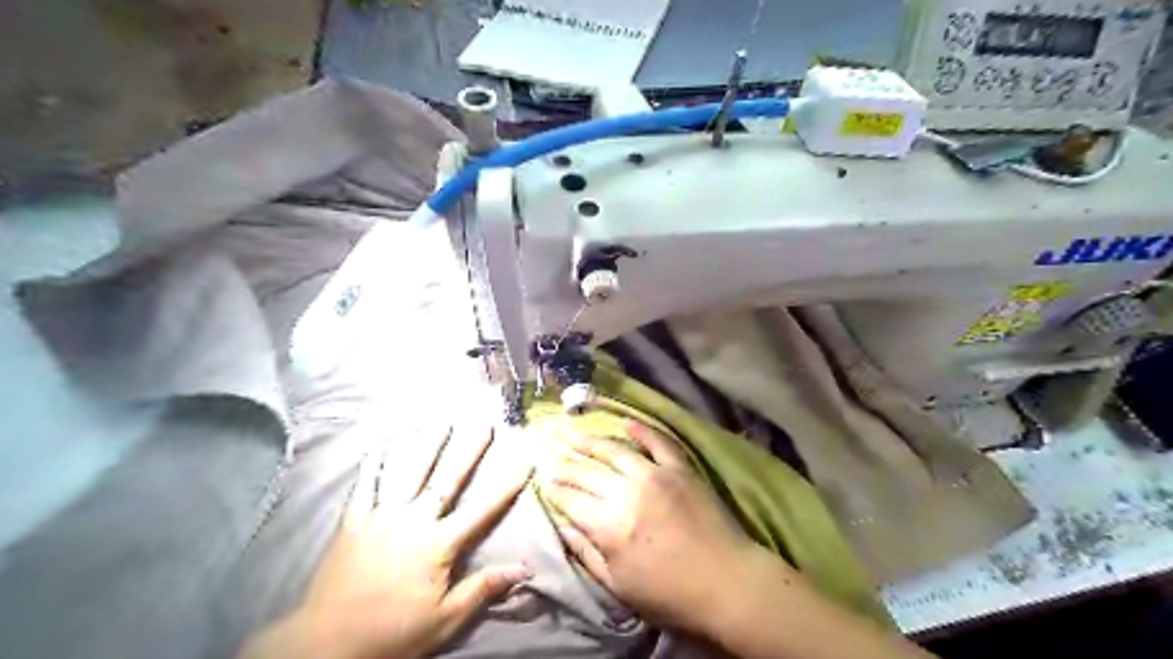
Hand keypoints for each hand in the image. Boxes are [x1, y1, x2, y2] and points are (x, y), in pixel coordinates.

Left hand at [245, 425, 534, 658]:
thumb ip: (483, 589)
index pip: (483, 509)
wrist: (326, 645)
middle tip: (484, 424)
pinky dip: (373, 465)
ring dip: (426, 445)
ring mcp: (381, 517)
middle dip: (469, 450)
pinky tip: (380, 446)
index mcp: (439, 544)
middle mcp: (414, 521)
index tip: (525, 458)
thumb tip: (524, 569)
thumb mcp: (446, 620)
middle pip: (447, 479)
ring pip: (408, 473)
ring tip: (442, 421)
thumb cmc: (393, 634)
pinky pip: (365, 487)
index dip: (507, 483)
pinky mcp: (353, 522)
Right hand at [534, 423, 767, 633]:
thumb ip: (585, 552)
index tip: (542, 479)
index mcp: (609, 526)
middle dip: (562, 461)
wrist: (727, 583)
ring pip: (614, 450)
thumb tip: (561, 525)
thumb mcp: (618, 585)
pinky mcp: (681, 468)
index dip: (553, 489)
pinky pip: (658, 442)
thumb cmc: (669, 594)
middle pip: (586, 471)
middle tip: (546, 448)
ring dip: (589, 439)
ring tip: (569, 429)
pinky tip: (625, 421)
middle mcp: (627, 492)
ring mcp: (656, 475)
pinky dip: (642, 430)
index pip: (570, 499)